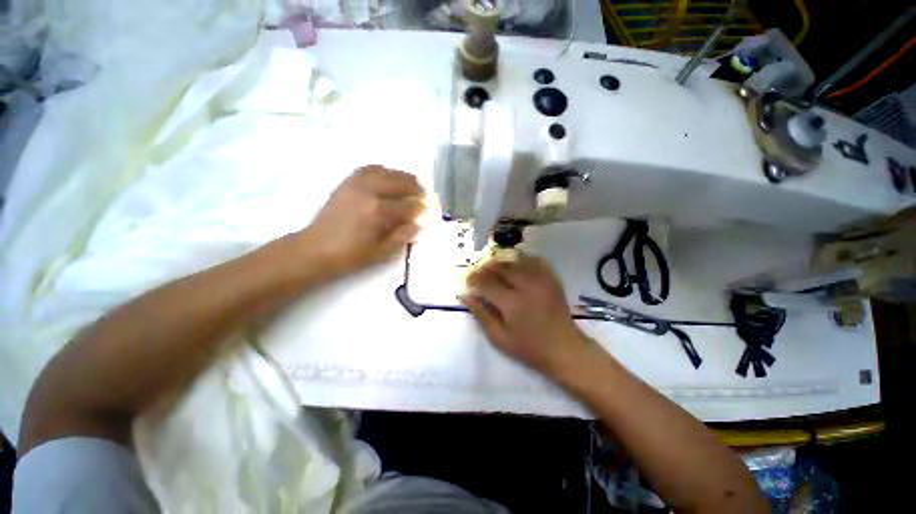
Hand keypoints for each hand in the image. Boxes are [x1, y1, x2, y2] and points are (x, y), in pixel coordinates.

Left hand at [304, 165, 423, 275]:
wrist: (314, 249)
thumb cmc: (350, 255)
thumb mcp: (380, 253)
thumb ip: (401, 237)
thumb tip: (417, 225)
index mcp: (379, 211)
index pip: (408, 205)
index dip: (419, 208)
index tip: (425, 211)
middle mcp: (370, 192)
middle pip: (400, 182)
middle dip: (415, 188)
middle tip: (422, 195)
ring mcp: (356, 184)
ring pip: (386, 172)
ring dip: (401, 176)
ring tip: (409, 183)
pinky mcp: (347, 183)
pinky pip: (367, 169)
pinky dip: (381, 170)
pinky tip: (387, 176)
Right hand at [460, 253, 587, 375]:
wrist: (565, 349)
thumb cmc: (529, 348)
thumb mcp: (499, 338)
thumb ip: (481, 315)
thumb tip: (464, 296)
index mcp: (512, 302)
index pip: (486, 283)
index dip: (474, 280)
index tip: (468, 283)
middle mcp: (526, 286)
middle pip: (500, 268)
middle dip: (485, 269)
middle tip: (478, 275)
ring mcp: (541, 280)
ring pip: (515, 261)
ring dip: (501, 263)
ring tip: (494, 270)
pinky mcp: (551, 279)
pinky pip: (534, 261)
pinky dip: (522, 260)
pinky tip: (515, 265)